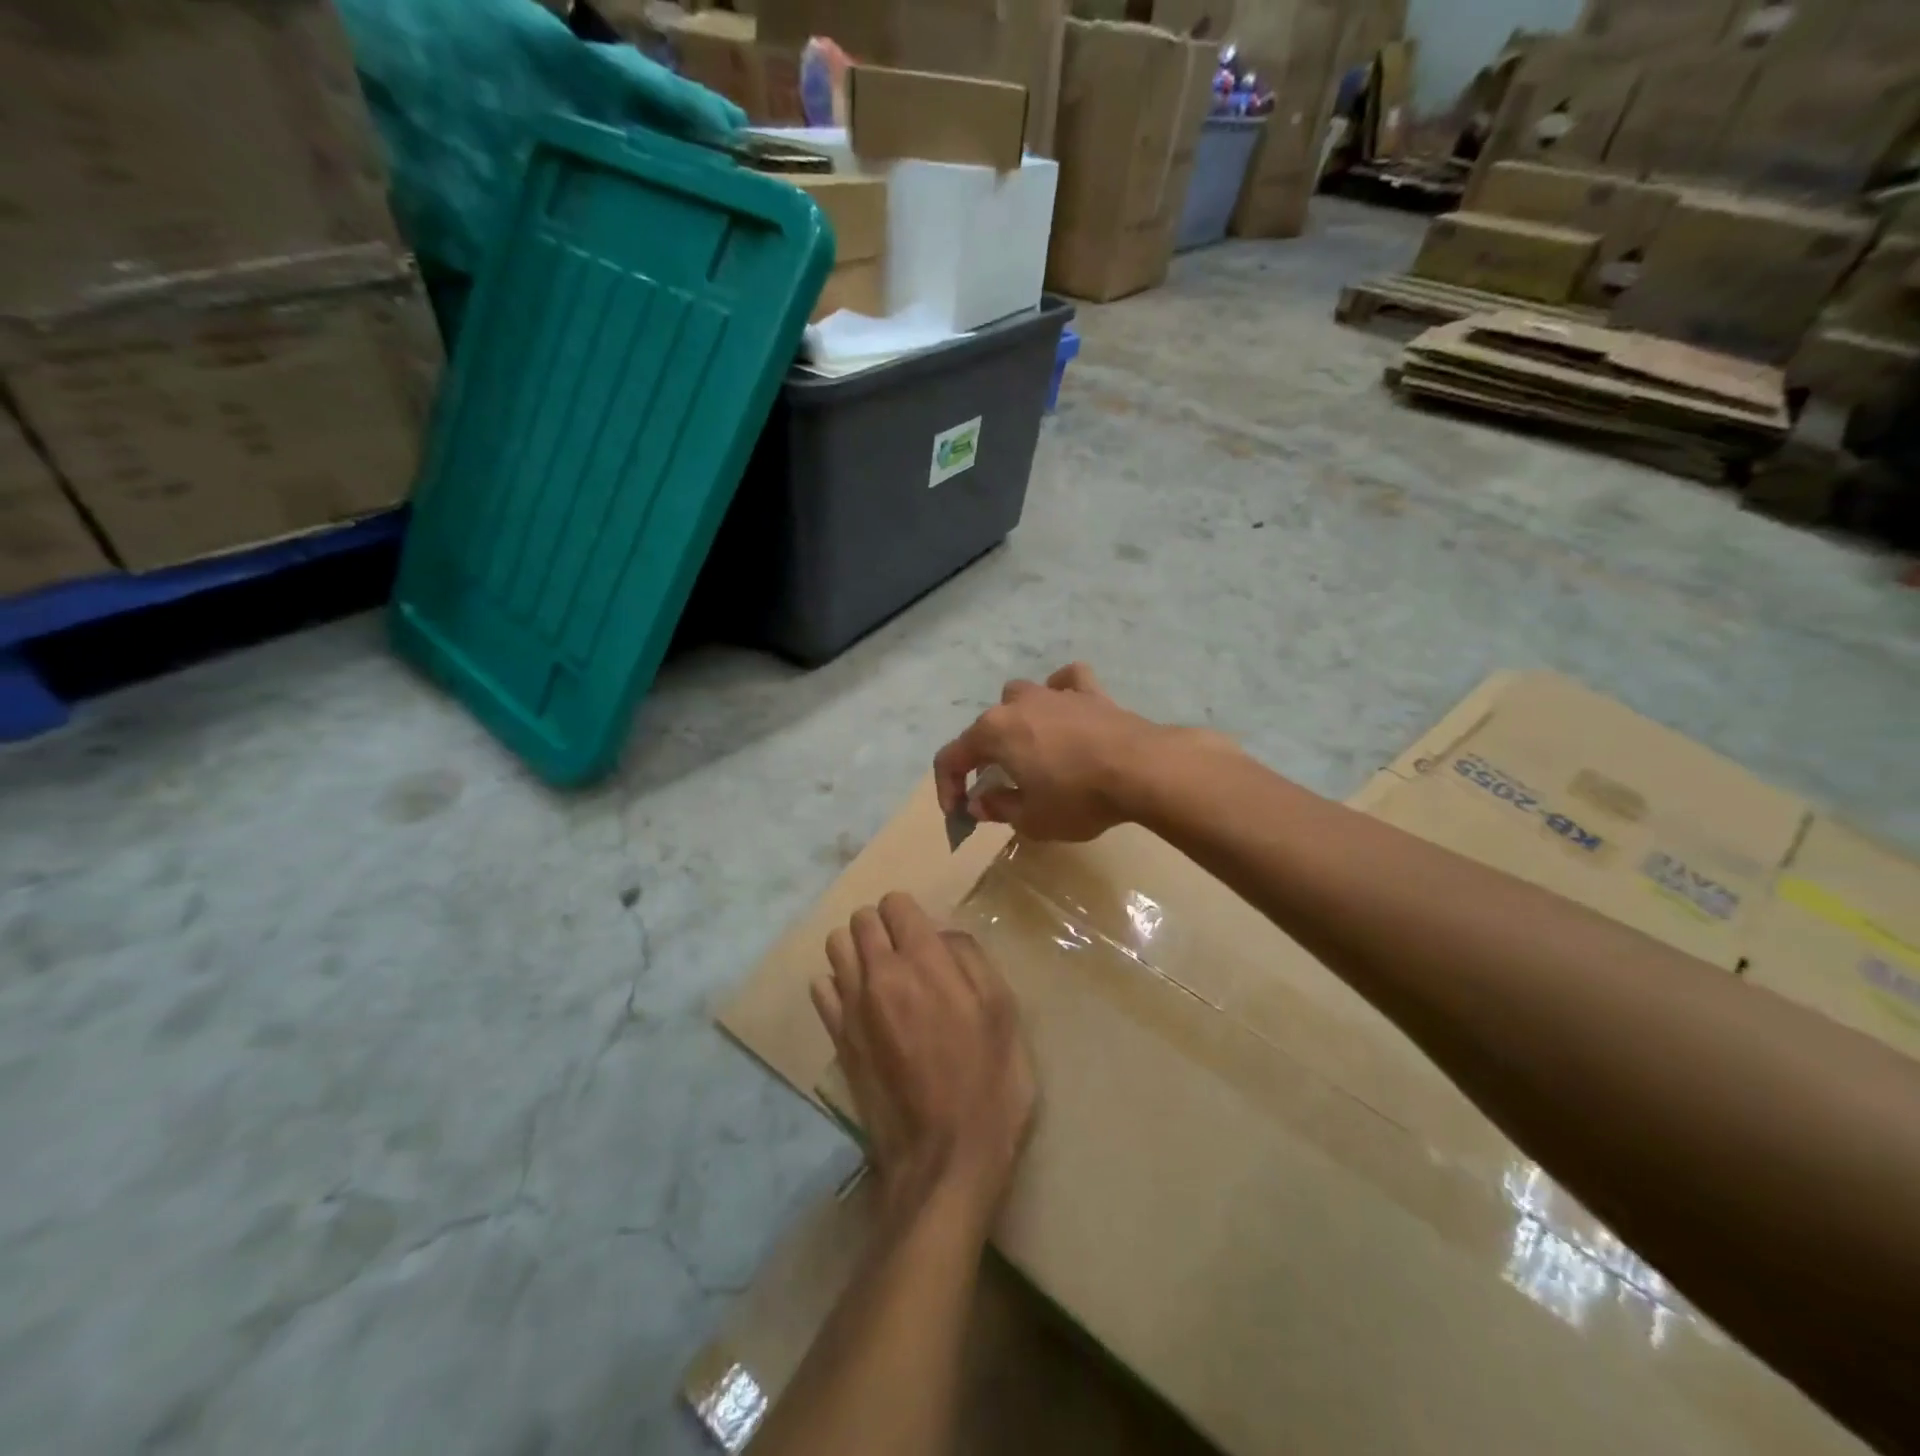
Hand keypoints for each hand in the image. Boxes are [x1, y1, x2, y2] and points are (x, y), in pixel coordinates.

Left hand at [813, 892, 1035, 1223]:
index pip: (896, 904)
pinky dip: (838, 984)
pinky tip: (862, 1005)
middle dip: (882, 925)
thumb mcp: (1002, 1013)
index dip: (910, 913)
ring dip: (857, 949)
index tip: (925, 935)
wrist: (943, 1160)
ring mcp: (851, 1007)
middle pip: (861, 919)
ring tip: (881, 974)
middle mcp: (880, 974)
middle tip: (907, 953)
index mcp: (924, 962)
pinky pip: (822, 987)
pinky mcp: (837, 1039)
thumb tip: (943, 937)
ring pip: (836, 946)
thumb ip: (971, 960)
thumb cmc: (988, 1084)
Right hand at [933, 663, 1186, 841]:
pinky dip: (1061, 692)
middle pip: (985, 728)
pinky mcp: (1090, 693)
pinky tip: (1065, 708)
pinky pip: (1066, 682)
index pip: (951, 758)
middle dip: (983, 759)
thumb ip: (999, 808)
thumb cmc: (1078, 798)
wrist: (1142, 770)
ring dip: (1016, 721)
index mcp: (993, 732)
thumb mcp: (1031, 820)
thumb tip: (980, 803)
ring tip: (1029, 748)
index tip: (959, 814)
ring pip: (1019, 697)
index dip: (947, 788)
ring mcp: (1054, 693)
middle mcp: (1017, 704)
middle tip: (997, 790)